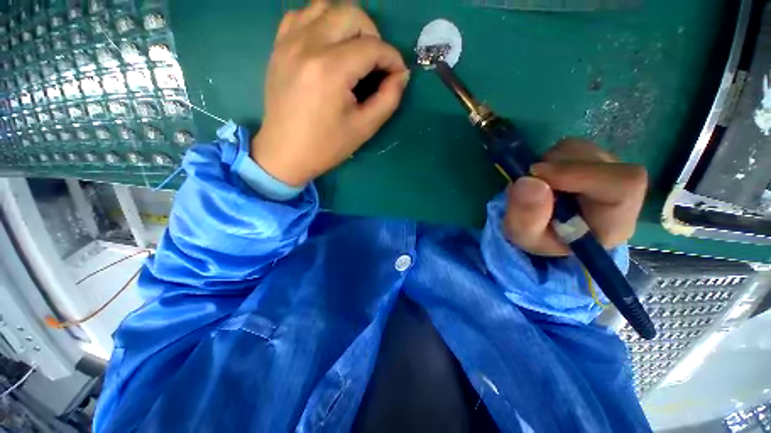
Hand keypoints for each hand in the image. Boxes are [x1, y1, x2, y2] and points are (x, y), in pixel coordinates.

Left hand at [251, 1, 409, 186]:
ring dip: (348, 24)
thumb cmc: (326, 146)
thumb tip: (400, 75)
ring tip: (353, 52)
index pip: (373, 47)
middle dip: (373, 35)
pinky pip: (301, 15)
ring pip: (326, 6)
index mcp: (331, 70)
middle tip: (375, 63)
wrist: (285, 153)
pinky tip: (326, 45)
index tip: (397, 74)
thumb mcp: (364, 128)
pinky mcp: (278, 46)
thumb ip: (389, 99)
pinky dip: (320, 22)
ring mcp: (289, 42)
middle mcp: (308, 45)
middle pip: (351, 14)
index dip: (393, 59)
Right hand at [503, 139, 646, 256]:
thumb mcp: (525, 237)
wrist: (545, 230)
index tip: (537, 176)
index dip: (580, 173)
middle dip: (556, 166)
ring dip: (550, 162)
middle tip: (531, 181)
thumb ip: (526, 217)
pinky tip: (544, 176)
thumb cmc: (539, 238)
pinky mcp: (593, 161)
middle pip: (599, 161)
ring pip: (583, 150)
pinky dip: (550, 158)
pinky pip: (572, 148)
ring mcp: (609, 171)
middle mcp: (620, 192)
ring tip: (537, 183)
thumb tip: (528, 181)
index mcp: (614, 221)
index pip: (623, 184)